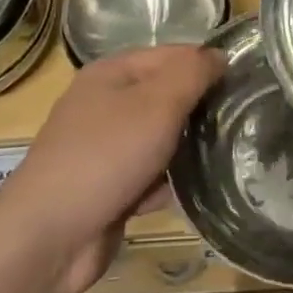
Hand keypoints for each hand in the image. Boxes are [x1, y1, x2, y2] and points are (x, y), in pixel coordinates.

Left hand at [0, 45, 223, 292]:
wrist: (48, 237)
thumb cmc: (106, 157)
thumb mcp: (157, 103)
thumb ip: (192, 73)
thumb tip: (219, 55)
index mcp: (111, 73)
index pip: (172, 54)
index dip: (206, 65)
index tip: (244, 84)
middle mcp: (105, 104)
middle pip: (166, 96)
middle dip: (199, 109)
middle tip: (241, 121)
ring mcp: (104, 148)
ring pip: (161, 138)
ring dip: (187, 150)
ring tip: (227, 155)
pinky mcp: (108, 187)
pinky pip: (150, 175)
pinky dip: (168, 183)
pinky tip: (194, 193)